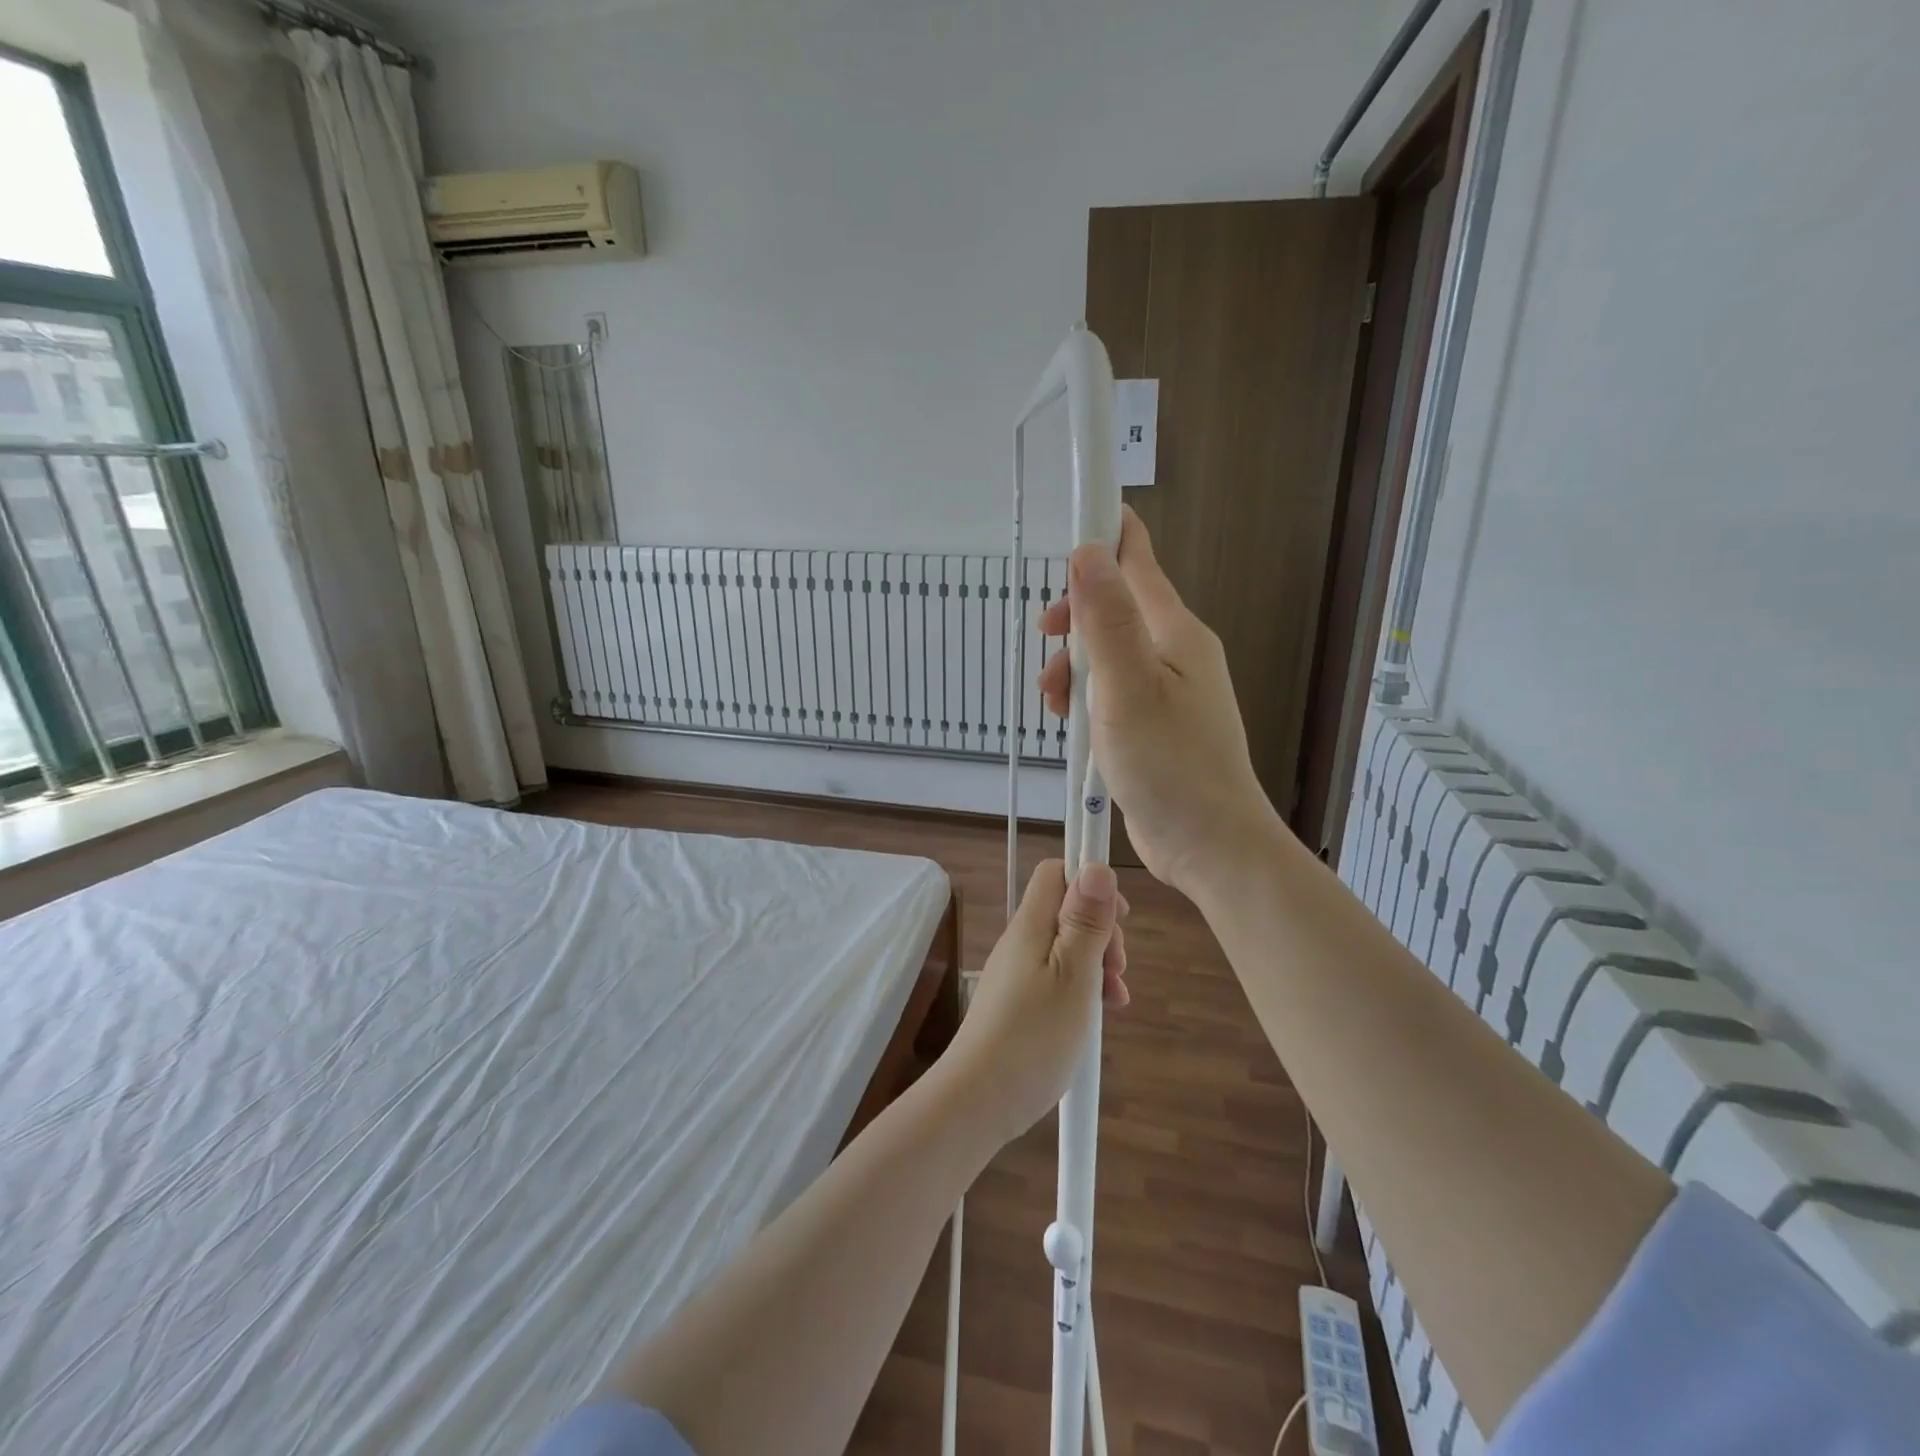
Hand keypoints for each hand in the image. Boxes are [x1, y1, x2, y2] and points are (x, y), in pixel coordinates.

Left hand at [938, 860, 1127, 1145]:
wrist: (979, 1099)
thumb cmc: (1034, 1035)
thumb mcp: (1073, 975)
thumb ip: (1085, 920)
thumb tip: (1095, 865)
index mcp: (1031, 925)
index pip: (1057, 873)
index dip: (1092, 882)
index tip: (1120, 917)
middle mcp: (1021, 940)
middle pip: (1066, 910)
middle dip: (1102, 931)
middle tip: (1118, 968)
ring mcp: (1017, 972)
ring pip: (1066, 947)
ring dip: (1098, 964)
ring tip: (1116, 1000)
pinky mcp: (1018, 1001)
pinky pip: (1057, 977)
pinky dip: (1083, 988)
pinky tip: (1098, 1016)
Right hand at [1039, 507, 1276, 894]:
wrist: (1210, 844)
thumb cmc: (1170, 766)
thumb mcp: (1127, 688)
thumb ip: (1106, 620)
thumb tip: (1086, 551)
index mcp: (1174, 631)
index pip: (1136, 558)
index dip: (1101, 533)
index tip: (1062, 528)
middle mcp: (1174, 650)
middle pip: (1113, 606)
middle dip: (1073, 619)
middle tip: (1046, 644)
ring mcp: (1167, 688)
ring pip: (1108, 652)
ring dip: (1073, 666)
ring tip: (1053, 702)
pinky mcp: (1156, 723)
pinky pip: (1113, 689)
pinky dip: (1086, 697)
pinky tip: (1071, 725)